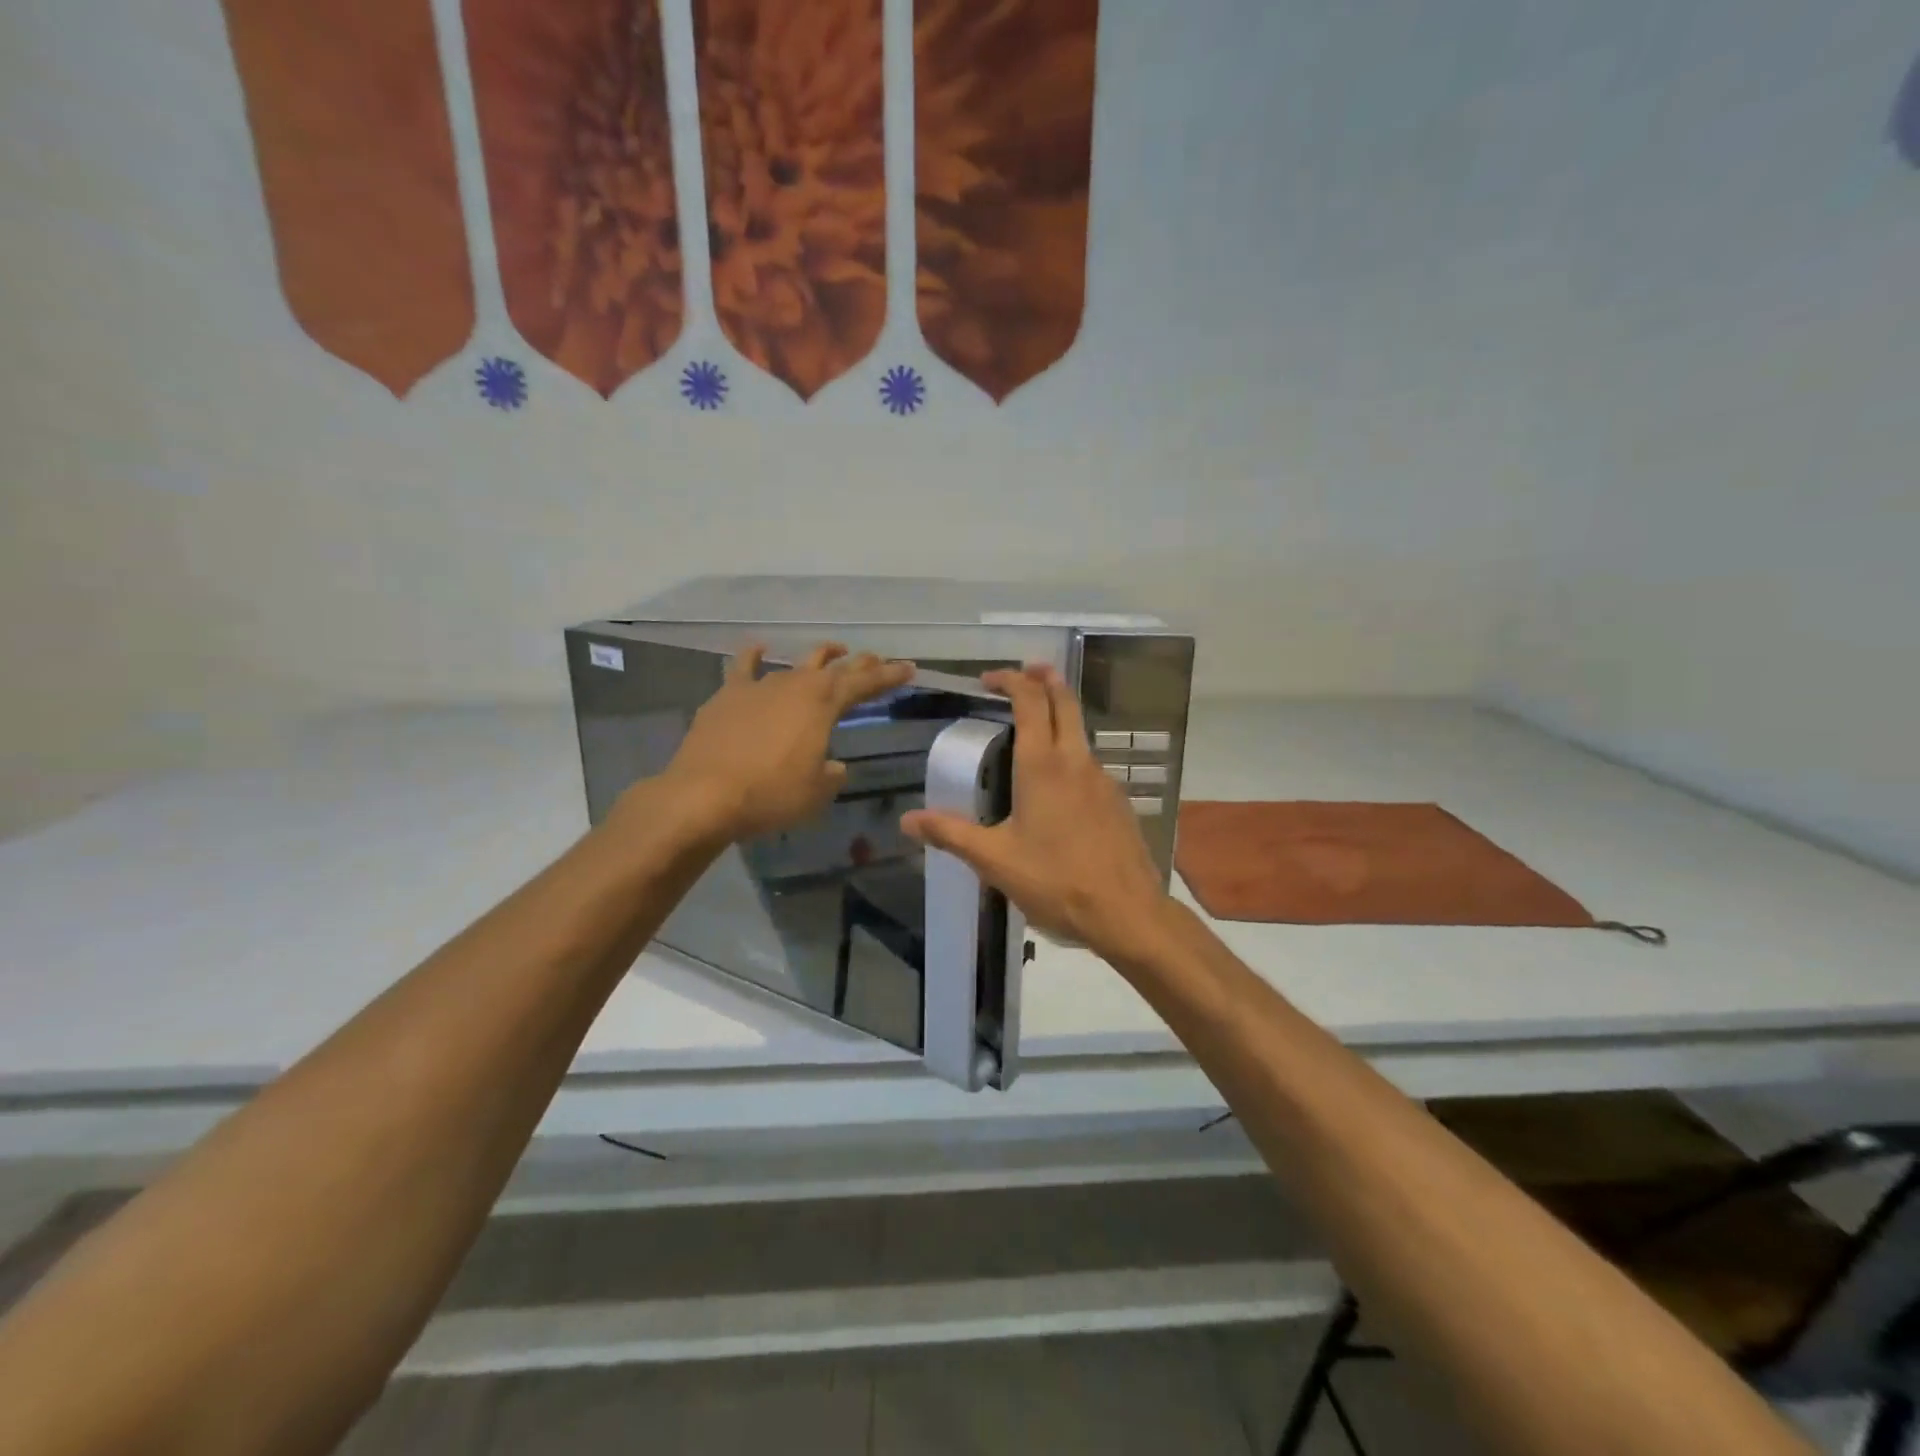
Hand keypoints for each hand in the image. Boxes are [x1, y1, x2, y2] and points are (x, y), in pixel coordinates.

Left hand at [650, 643, 912, 842]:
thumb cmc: (771, 794)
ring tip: (833, 651)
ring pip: (795, 664)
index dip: (888, 676)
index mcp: (822, 704)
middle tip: (876, 660)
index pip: (864, 684)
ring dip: (817, 657)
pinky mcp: (727, 697)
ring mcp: (758, 687)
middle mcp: (794, 686)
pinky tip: (758, 647)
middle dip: (859, 663)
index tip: (908, 668)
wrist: (704, 795)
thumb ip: (831, 774)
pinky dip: (753, 655)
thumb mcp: (817, 791)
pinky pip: (743, 668)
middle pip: (834, 668)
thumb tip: (831, 766)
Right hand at [901, 665, 1176, 966]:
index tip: (990, 679)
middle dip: (1045, 679)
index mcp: (1042, 766)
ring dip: (1059, 717)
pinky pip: (1090, 764)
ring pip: (1080, 733)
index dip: (1011, 680)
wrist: (1126, 913)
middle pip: (1065, 702)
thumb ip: (951, 834)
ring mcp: (1103, 780)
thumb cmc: (1055, 881)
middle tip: (1025, 672)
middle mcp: (1076, 761)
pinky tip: (1058, 787)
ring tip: (1034, 731)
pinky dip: (1071, 754)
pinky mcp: (1118, 801)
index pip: (1030, 702)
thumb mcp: (995, 860)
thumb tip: (907, 820)